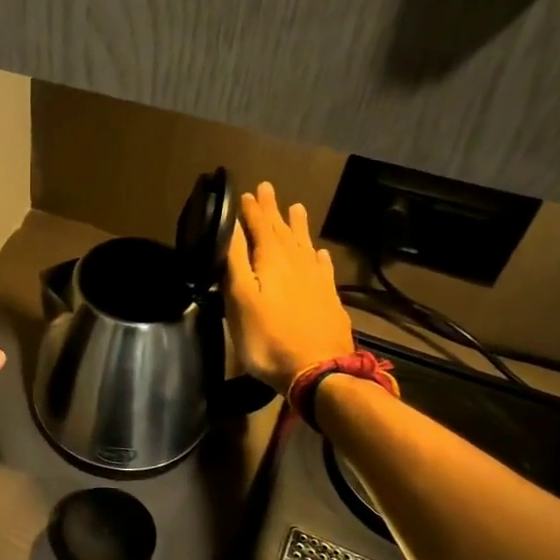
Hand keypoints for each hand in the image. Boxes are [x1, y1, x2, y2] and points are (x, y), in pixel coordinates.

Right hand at [225, 182, 355, 394]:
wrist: (318, 370)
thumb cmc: (268, 337)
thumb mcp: (240, 298)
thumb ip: (235, 260)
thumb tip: (230, 226)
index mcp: (272, 260)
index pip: (259, 226)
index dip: (251, 210)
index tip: (246, 192)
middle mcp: (297, 263)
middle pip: (283, 230)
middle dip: (272, 210)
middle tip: (267, 189)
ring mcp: (316, 281)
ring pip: (305, 244)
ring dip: (297, 226)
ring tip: (296, 208)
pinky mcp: (329, 299)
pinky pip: (323, 268)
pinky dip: (318, 256)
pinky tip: (319, 253)